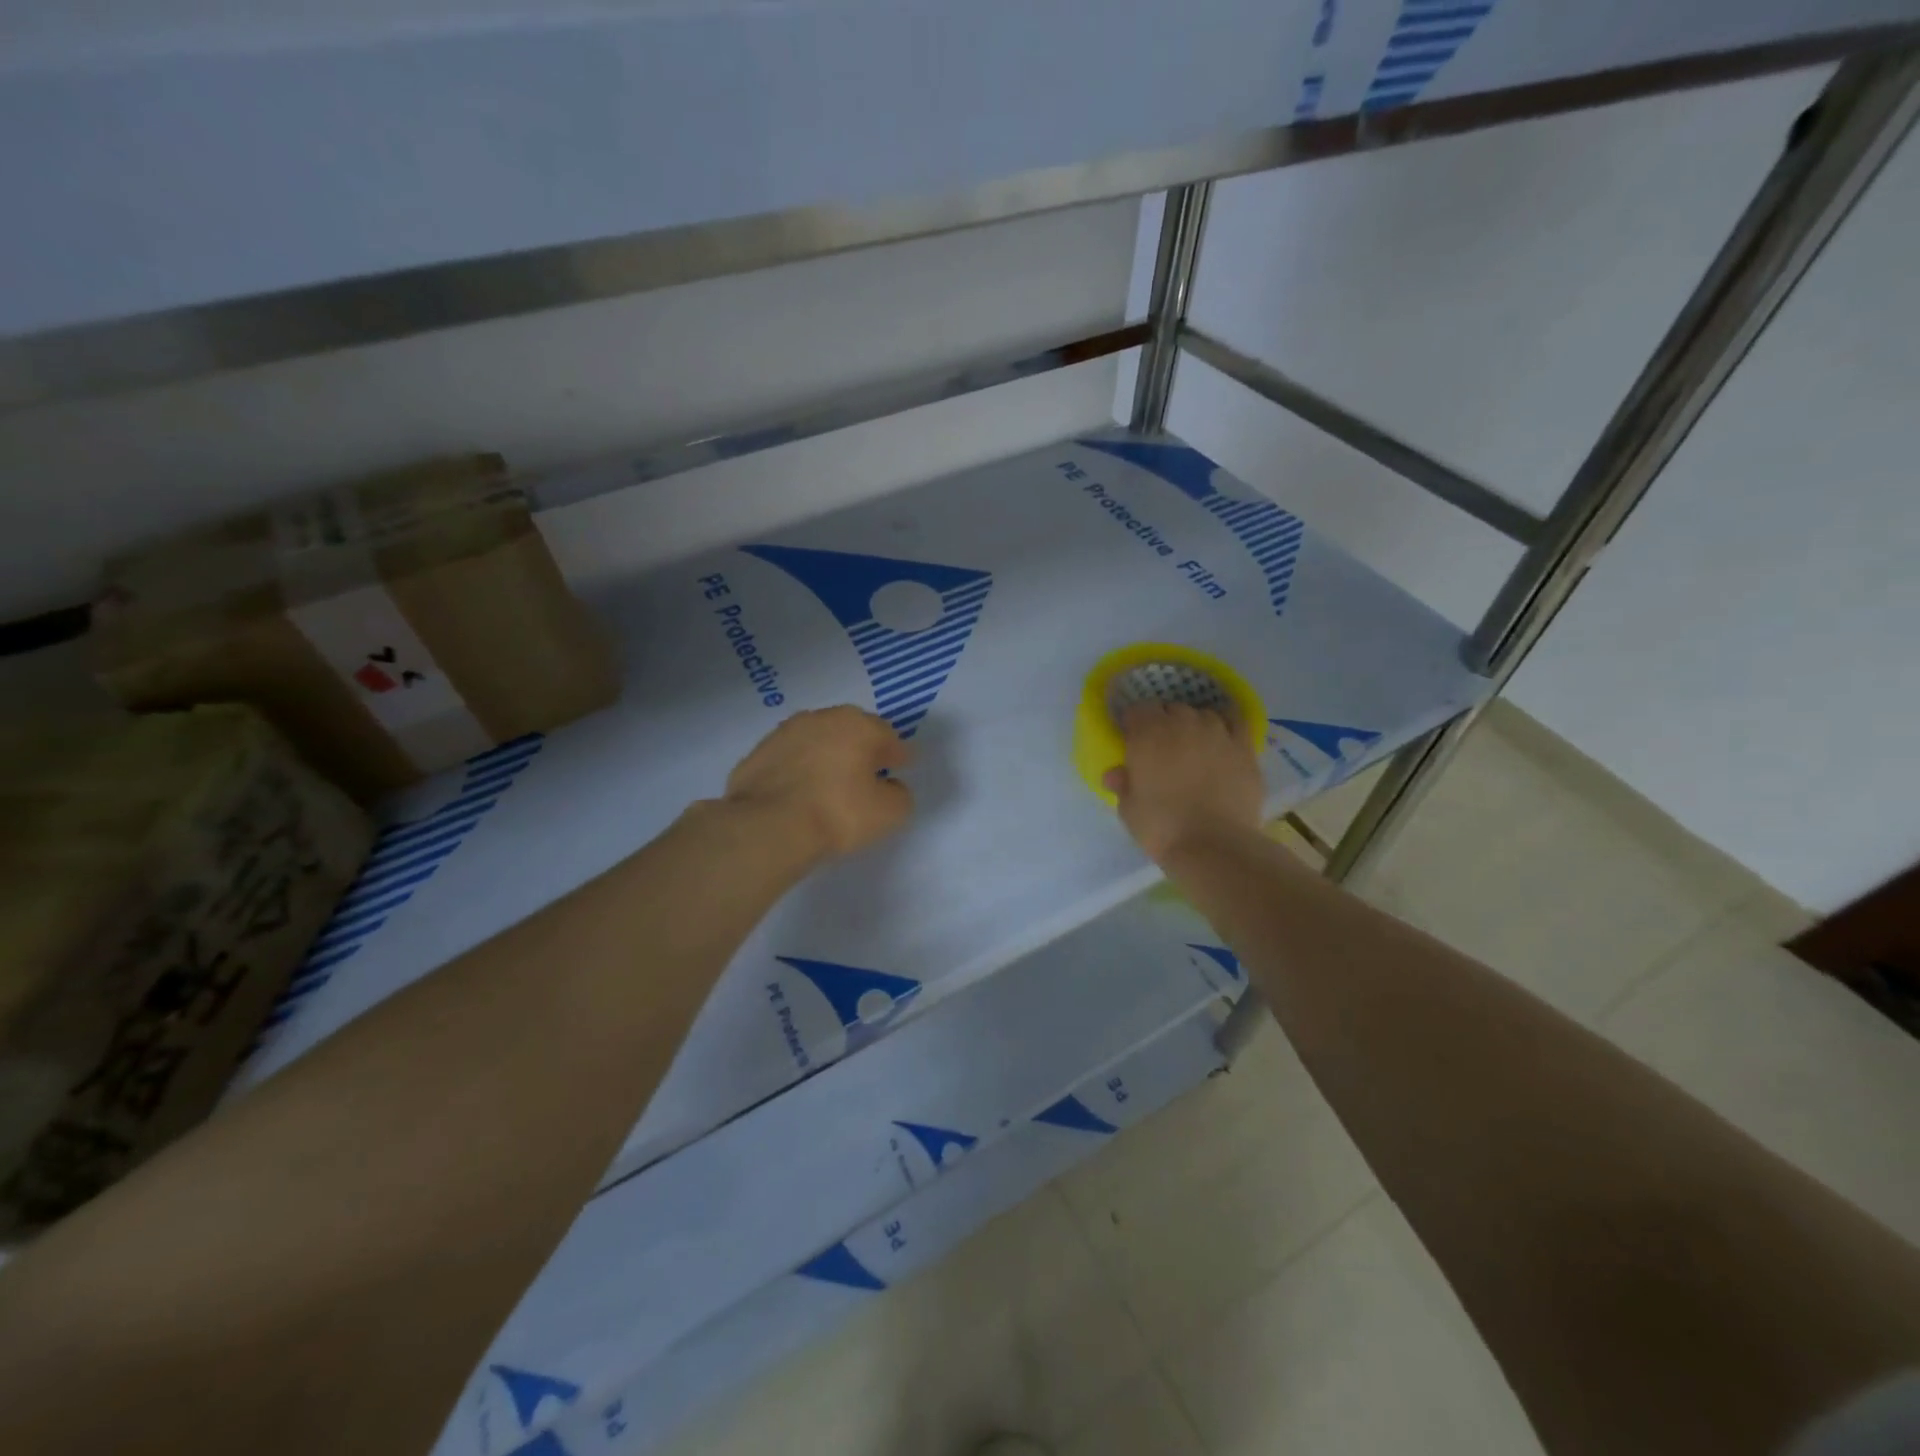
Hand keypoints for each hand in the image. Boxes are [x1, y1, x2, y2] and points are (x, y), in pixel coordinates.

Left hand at [724, 706, 913, 861]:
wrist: (768, 826)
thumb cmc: (838, 813)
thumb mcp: (889, 813)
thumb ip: (900, 795)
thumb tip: (891, 787)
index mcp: (859, 725)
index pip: (888, 736)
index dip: (896, 754)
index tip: (899, 768)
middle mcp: (822, 718)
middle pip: (851, 731)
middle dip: (861, 749)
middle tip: (866, 774)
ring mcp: (785, 732)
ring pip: (817, 741)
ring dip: (827, 756)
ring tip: (830, 784)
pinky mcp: (757, 753)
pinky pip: (790, 759)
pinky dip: (798, 770)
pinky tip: (799, 793)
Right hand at [1103, 702, 1262, 862]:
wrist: (1213, 845)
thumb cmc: (1161, 827)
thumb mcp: (1128, 809)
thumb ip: (1123, 784)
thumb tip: (1115, 774)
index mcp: (1147, 734)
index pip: (1137, 710)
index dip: (1133, 723)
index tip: (1131, 739)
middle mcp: (1182, 723)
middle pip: (1171, 708)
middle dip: (1163, 722)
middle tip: (1161, 747)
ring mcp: (1217, 732)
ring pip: (1203, 714)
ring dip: (1194, 724)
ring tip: (1193, 746)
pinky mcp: (1244, 747)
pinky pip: (1235, 722)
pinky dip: (1227, 725)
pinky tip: (1223, 739)